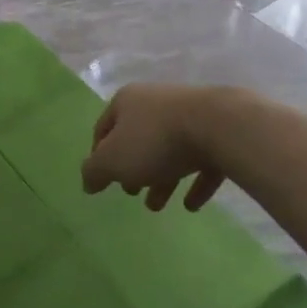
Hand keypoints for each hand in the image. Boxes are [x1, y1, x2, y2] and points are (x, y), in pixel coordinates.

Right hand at [82, 83, 227, 211]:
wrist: (218, 126)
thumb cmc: (155, 141)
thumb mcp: (112, 160)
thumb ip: (94, 171)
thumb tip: (88, 181)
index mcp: (128, 102)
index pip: (104, 128)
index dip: (98, 155)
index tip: (101, 181)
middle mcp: (157, 103)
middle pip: (138, 138)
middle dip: (133, 167)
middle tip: (132, 191)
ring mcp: (190, 116)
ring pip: (170, 150)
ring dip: (162, 178)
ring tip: (158, 205)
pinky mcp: (217, 132)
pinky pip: (201, 160)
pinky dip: (194, 182)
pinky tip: (191, 205)